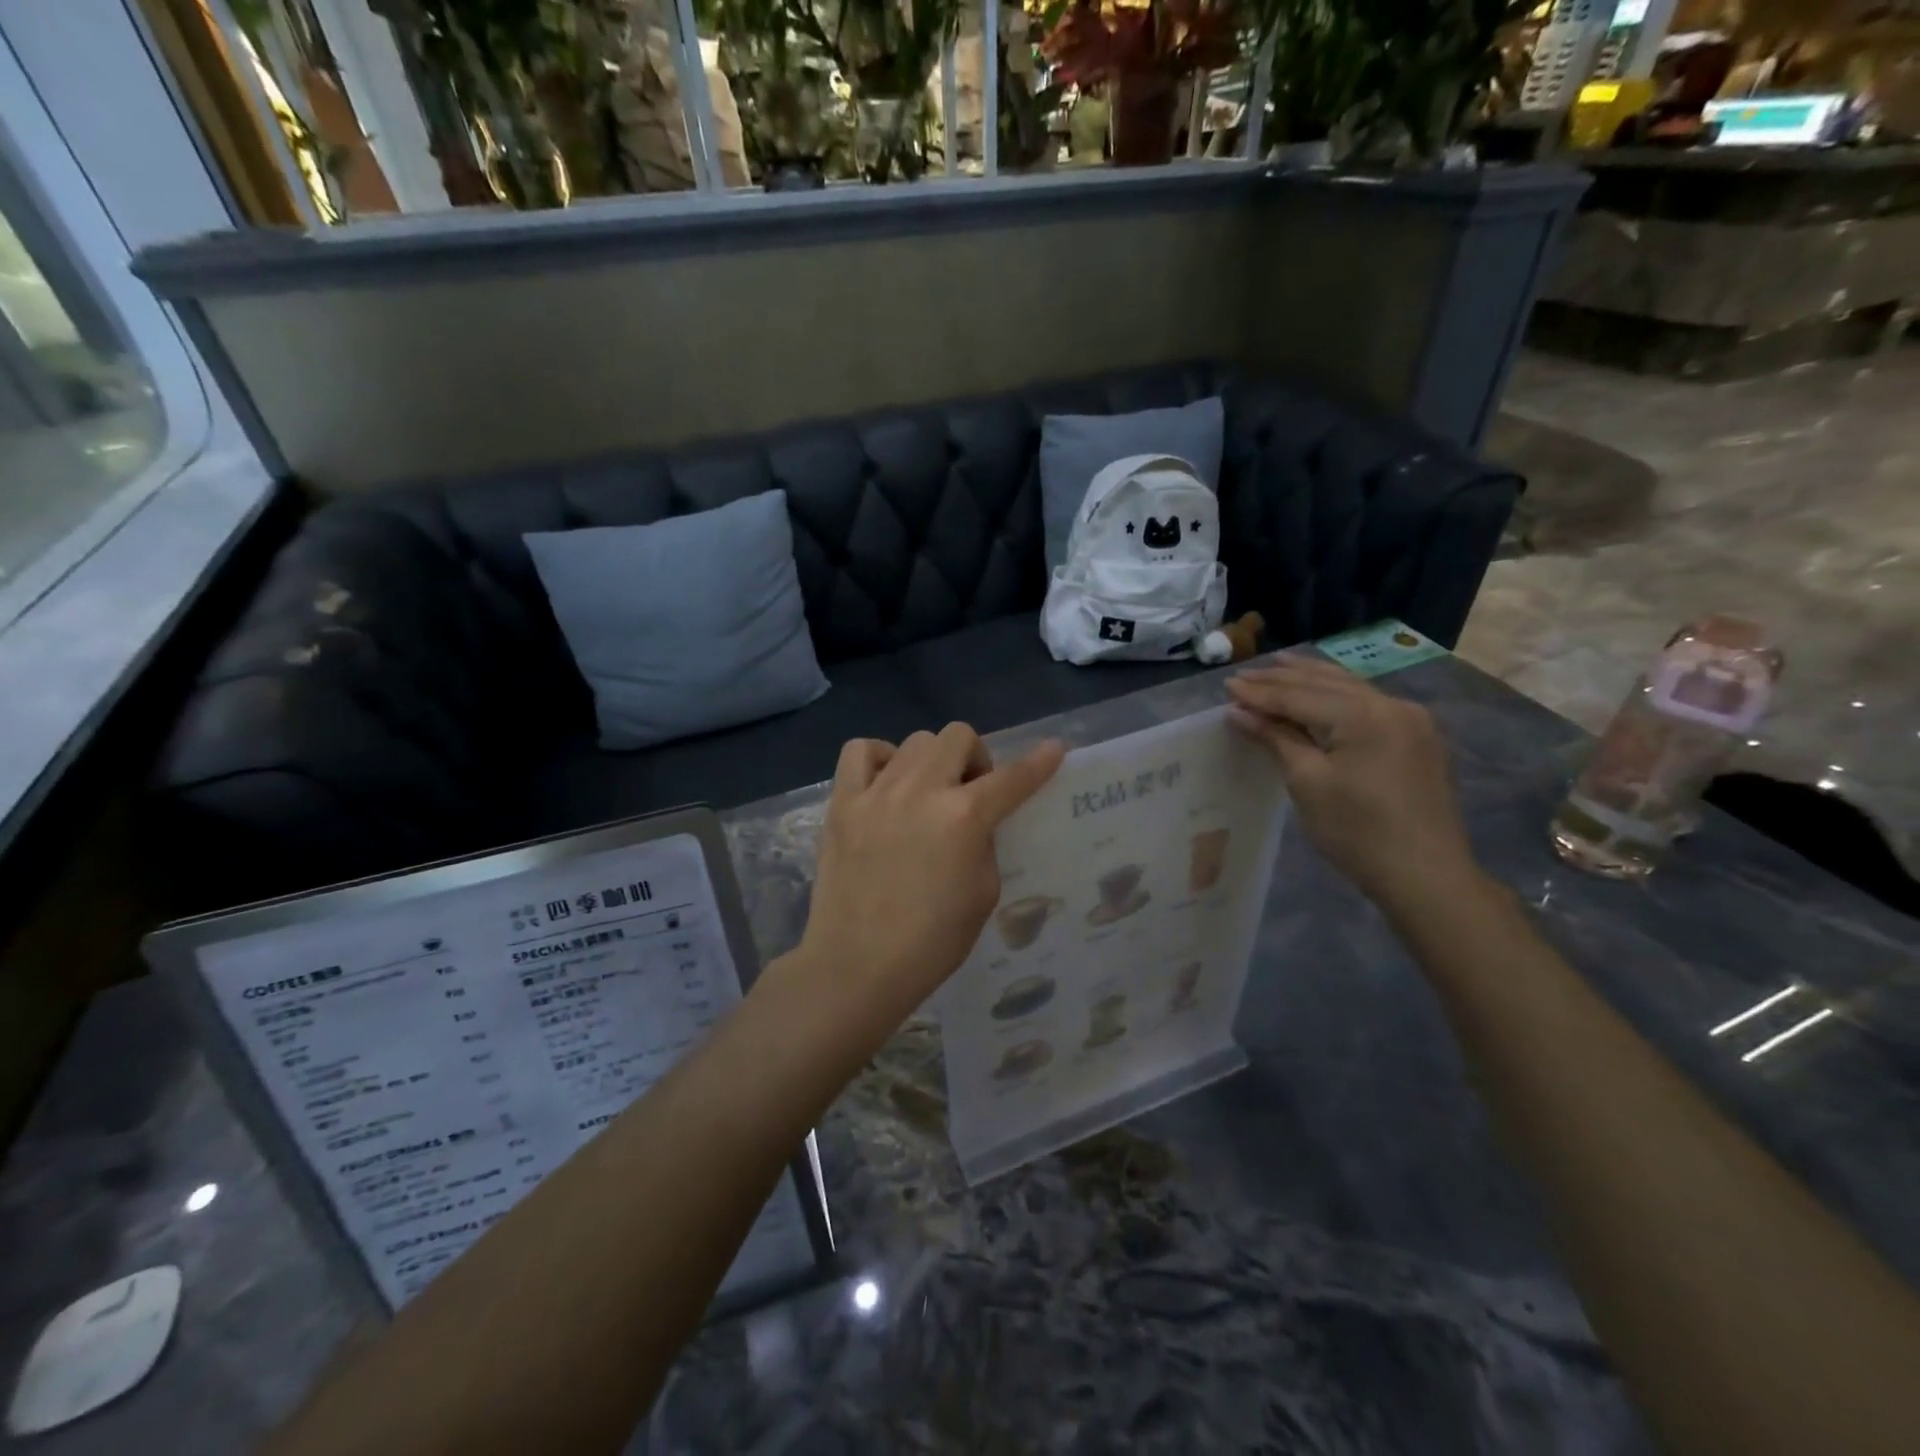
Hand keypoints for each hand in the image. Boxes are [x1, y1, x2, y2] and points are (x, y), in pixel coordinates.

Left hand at [795, 725, 1065, 1031]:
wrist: (857, 965)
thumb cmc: (931, 942)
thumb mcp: (983, 894)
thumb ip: (983, 843)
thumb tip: (974, 821)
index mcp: (964, 818)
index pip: (1012, 778)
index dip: (1038, 762)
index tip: (1053, 750)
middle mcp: (921, 791)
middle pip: (958, 736)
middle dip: (975, 758)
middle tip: (970, 792)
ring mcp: (876, 792)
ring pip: (915, 740)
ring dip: (932, 760)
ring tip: (926, 792)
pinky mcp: (842, 802)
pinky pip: (860, 751)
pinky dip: (879, 758)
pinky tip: (885, 785)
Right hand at [1226, 657, 1477, 908]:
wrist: (1424, 875)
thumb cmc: (1357, 831)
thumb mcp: (1308, 782)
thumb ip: (1276, 738)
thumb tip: (1239, 711)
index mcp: (1363, 714)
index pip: (1300, 695)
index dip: (1260, 692)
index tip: (1227, 686)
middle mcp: (1391, 705)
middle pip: (1326, 683)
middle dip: (1284, 679)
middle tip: (1245, 675)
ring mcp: (1410, 719)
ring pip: (1350, 688)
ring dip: (1311, 679)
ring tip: (1279, 666)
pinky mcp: (1416, 738)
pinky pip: (1367, 704)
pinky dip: (1336, 695)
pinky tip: (1321, 691)